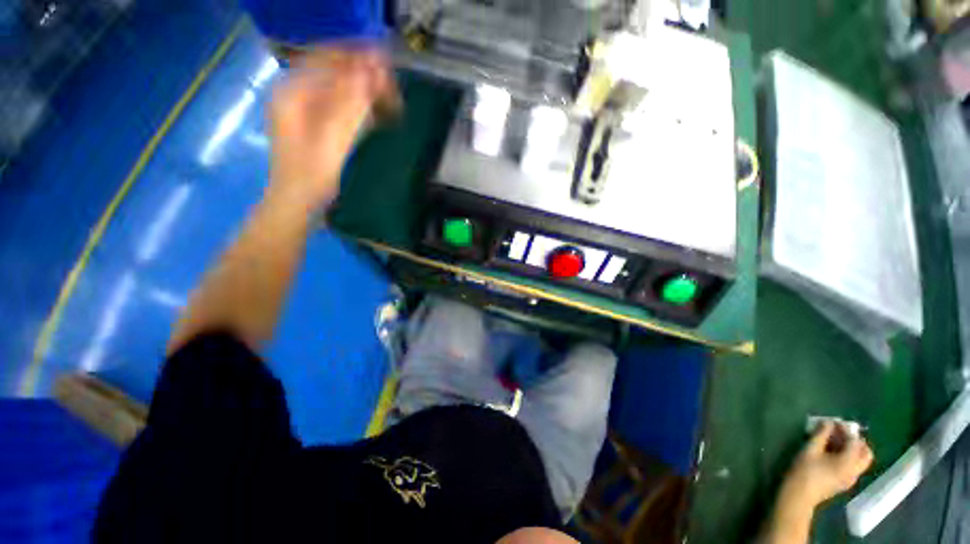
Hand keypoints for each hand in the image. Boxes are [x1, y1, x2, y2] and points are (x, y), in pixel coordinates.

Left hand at [268, 48, 392, 208]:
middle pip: (332, 70)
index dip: (356, 56)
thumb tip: (371, 72)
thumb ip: (350, 106)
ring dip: (363, 88)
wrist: (297, 202)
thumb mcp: (331, 140)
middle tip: (392, 84)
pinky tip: (375, 110)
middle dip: (362, 73)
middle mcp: (296, 92)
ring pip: (338, 86)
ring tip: (389, 96)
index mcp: (292, 91)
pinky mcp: (315, 122)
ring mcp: (304, 108)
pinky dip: (358, 103)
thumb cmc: (311, 175)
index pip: (326, 58)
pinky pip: (339, 103)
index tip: (386, 62)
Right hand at [780, 421, 873, 510]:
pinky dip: (849, 456)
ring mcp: (852, 478)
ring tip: (836, 441)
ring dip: (853, 448)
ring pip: (862, 460)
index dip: (845, 429)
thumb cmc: (804, 471)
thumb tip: (828, 422)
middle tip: (841, 433)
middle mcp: (855, 471)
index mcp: (848, 463)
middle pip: (866, 453)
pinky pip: (854, 466)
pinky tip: (833, 453)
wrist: (800, 495)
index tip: (834, 422)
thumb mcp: (810, 450)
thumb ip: (821, 435)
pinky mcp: (846, 482)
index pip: (855, 442)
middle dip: (856, 440)